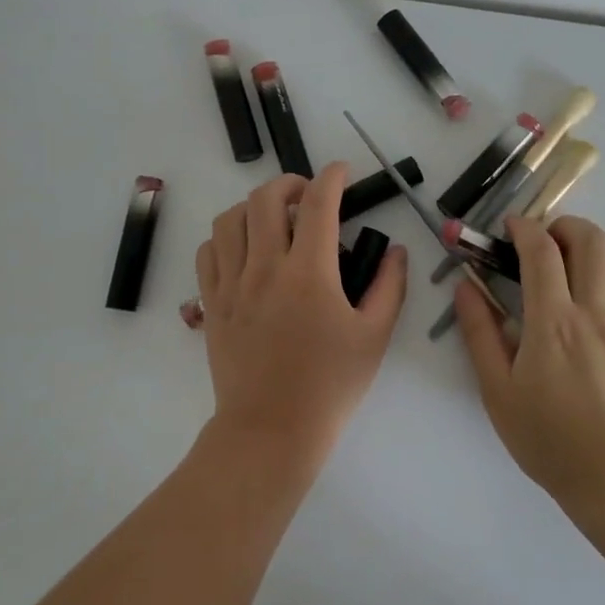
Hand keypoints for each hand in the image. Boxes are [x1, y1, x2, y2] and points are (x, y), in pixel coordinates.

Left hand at [195, 164, 408, 472]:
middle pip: (266, 198)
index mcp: (309, 274)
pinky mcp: (211, 303)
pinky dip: (226, 237)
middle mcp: (265, 268)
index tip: (343, 171)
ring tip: (274, 220)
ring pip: (230, 218)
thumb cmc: (329, 387)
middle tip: (309, 196)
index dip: (333, 176)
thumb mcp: (374, 337)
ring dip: (255, 206)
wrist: (270, 433)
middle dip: (291, 183)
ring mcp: (232, 285)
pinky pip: (208, 251)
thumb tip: (395, 250)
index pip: (318, 204)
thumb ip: (390, 287)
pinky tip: (244, 250)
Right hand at [455, 215, 604, 504]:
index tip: (511, 228)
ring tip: (588, 261)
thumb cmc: (548, 438)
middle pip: (590, 241)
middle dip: (565, 226)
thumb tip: (465, 287)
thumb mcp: (497, 390)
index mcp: (552, 322)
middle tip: (549, 241)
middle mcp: (595, 312)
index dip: (524, 228)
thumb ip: (479, 333)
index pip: (540, 251)